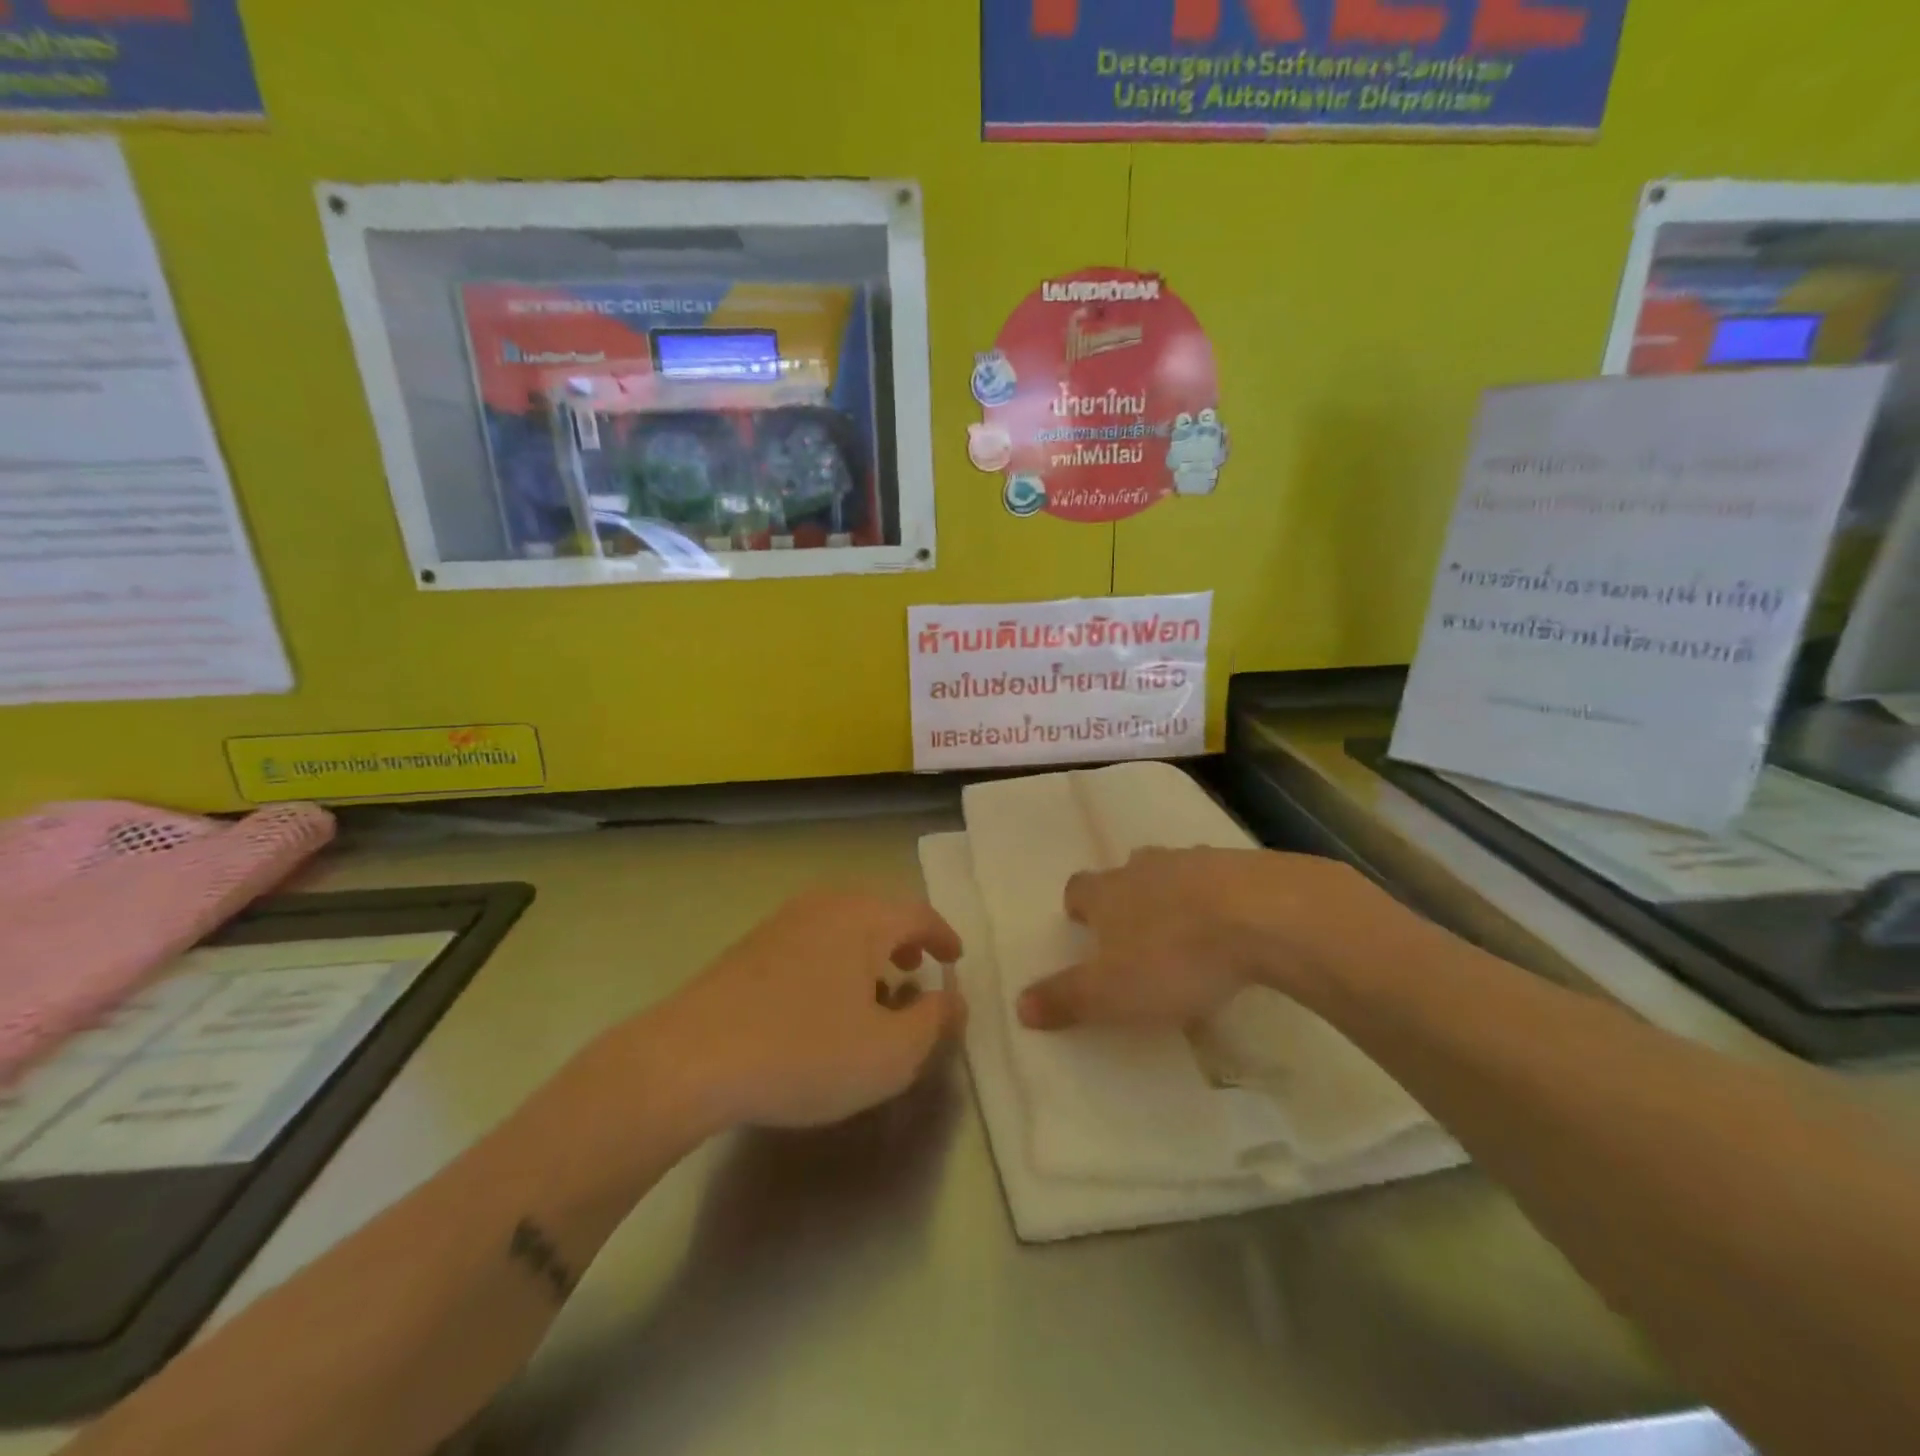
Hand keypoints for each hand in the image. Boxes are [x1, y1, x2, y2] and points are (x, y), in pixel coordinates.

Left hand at [657, 890, 965, 1131]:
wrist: (689, 1059)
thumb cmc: (804, 1052)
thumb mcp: (889, 1053)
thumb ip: (934, 1022)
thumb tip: (955, 998)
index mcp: (863, 917)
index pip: (918, 913)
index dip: (943, 936)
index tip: (956, 959)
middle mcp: (825, 904)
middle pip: (879, 910)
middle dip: (904, 940)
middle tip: (917, 972)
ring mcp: (782, 921)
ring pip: (843, 924)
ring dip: (868, 951)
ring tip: (874, 991)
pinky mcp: (750, 946)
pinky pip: (812, 939)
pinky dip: (835, 959)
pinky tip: (824, 1002)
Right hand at [1016, 848, 1396, 1030]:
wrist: (1263, 917)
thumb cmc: (1174, 958)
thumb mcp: (1110, 993)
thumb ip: (1064, 998)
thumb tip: (1018, 1005)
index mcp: (1109, 893)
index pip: (1078, 888)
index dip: (1078, 906)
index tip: (1083, 926)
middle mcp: (1146, 868)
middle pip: (1126, 872)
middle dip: (1127, 895)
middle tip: (1136, 928)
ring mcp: (1196, 861)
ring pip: (1174, 871)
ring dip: (1174, 893)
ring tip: (1188, 928)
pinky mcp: (1244, 866)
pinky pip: (1221, 879)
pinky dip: (1220, 897)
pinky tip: (1235, 926)